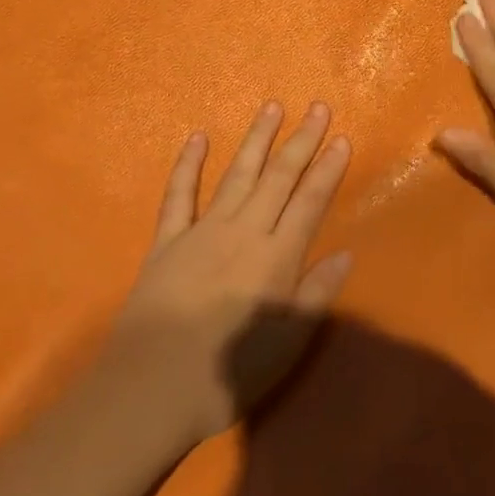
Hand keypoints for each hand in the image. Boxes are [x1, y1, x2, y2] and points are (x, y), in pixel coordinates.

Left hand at [108, 101, 353, 444]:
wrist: (149, 389)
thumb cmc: (226, 376)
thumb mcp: (287, 345)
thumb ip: (316, 295)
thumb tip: (346, 253)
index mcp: (276, 257)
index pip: (310, 202)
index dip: (328, 169)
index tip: (342, 138)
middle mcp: (244, 231)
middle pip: (278, 177)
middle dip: (301, 140)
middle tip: (318, 107)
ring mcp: (202, 230)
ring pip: (237, 174)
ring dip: (256, 139)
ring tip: (272, 106)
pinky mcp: (167, 240)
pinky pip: (179, 194)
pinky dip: (188, 164)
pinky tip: (198, 137)